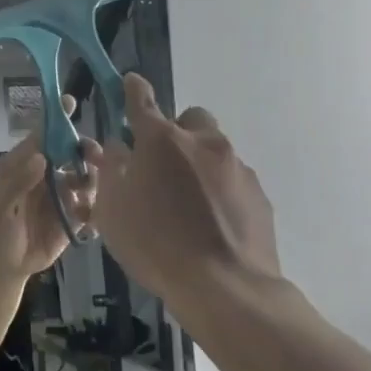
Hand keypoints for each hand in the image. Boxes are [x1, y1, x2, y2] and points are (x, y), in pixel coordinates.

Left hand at [0, 95, 100, 277]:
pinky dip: (96, 210)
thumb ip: (17, 182)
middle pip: (72, 151)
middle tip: (95, 161)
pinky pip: (94, 205)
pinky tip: (87, 223)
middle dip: (86, 151)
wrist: (7, 267)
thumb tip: (40, 156)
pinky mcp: (77, 214)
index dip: (55, 119)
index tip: (69, 101)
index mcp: (23, 164)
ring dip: (93, 183)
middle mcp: (47, 173)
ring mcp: (63, 193)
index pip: (41, 135)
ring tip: (85, 202)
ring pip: (88, 175)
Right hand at [88, 74, 281, 303]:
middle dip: (175, 132)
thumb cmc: (155, 244)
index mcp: (162, 141)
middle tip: (160, 165)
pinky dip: (219, 190)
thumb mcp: (113, 209)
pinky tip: (210, 222)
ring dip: (198, 163)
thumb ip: (112, 171)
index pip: (142, 101)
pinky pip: (233, 180)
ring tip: (186, 203)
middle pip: (190, 119)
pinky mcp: (259, 195)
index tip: (130, 83)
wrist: (225, 286)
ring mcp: (237, 168)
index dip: (133, 90)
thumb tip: (118, 147)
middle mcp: (203, 143)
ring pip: (214, 150)